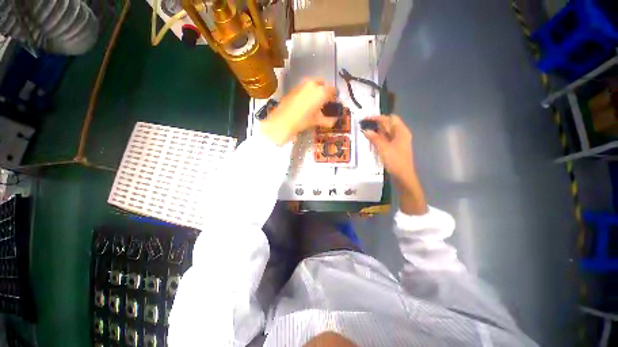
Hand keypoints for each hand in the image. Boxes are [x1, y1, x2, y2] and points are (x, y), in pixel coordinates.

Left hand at [261, 80, 337, 144]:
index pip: (332, 90)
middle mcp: (313, 84)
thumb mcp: (317, 121)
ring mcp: (302, 84)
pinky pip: (304, 87)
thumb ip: (328, 120)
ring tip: (314, 101)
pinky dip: (307, 91)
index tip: (333, 102)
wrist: (283, 120)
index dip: (334, 96)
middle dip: (324, 90)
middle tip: (323, 101)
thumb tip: (334, 121)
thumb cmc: (303, 120)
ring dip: (315, 90)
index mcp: (321, 91)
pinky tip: (304, 102)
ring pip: (312, 84)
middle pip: (322, 83)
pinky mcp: (294, 88)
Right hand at [362, 115, 414, 186]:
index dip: (378, 117)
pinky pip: (386, 139)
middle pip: (389, 124)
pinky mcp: (395, 148)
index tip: (367, 119)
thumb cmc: (395, 160)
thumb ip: (375, 138)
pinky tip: (372, 140)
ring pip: (387, 132)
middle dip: (377, 124)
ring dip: (377, 131)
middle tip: (365, 125)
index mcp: (401, 131)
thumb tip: (366, 130)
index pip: (390, 118)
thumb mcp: (383, 148)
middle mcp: (401, 134)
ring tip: (366, 132)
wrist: (403, 175)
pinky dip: (379, 138)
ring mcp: (398, 141)